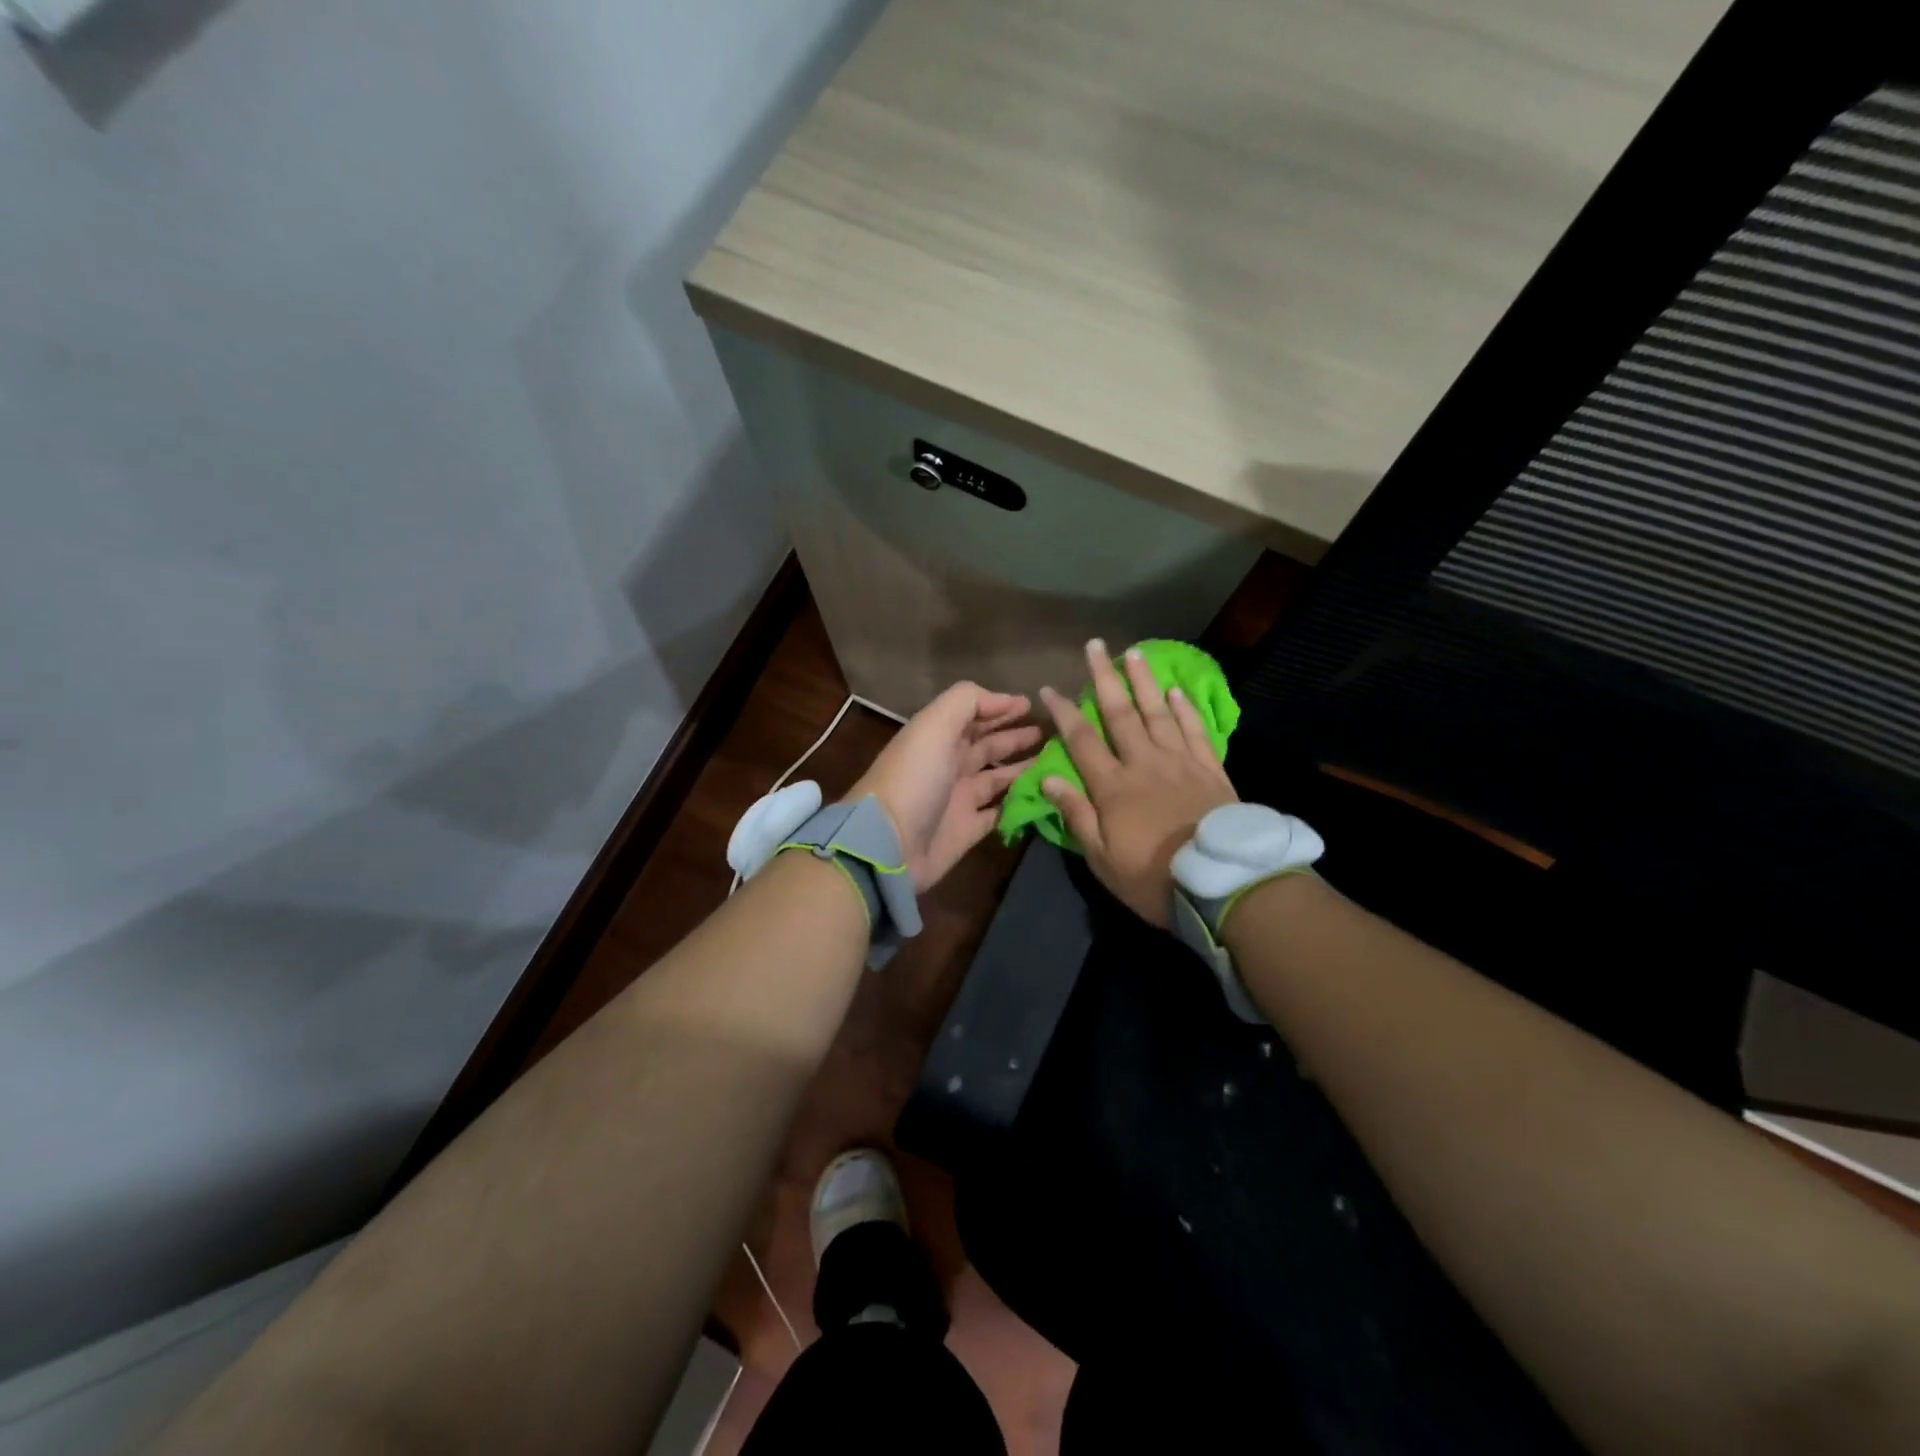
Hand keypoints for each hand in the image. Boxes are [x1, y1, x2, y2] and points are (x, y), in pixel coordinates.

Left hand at [851, 683, 1042, 891]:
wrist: (889, 844)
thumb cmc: (914, 778)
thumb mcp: (935, 725)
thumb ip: (967, 702)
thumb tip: (1003, 700)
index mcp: (939, 738)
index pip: (973, 716)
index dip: (999, 708)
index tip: (1030, 704)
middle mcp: (950, 765)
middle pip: (987, 746)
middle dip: (1015, 737)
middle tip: (1049, 733)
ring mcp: (959, 799)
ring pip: (997, 778)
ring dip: (1022, 769)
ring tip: (1053, 761)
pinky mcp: (968, 830)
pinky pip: (999, 813)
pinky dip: (1018, 804)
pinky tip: (1042, 796)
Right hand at [1039, 640, 1237, 926]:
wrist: (1221, 883)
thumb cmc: (1152, 877)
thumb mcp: (1102, 858)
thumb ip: (1076, 814)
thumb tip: (1048, 778)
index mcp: (1113, 786)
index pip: (1081, 740)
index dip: (1063, 713)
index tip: (1048, 688)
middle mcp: (1143, 762)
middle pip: (1120, 713)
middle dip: (1104, 678)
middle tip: (1095, 645)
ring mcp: (1180, 762)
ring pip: (1158, 712)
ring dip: (1144, 681)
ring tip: (1134, 652)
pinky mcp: (1209, 769)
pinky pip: (1194, 730)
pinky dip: (1184, 708)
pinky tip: (1175, 691)